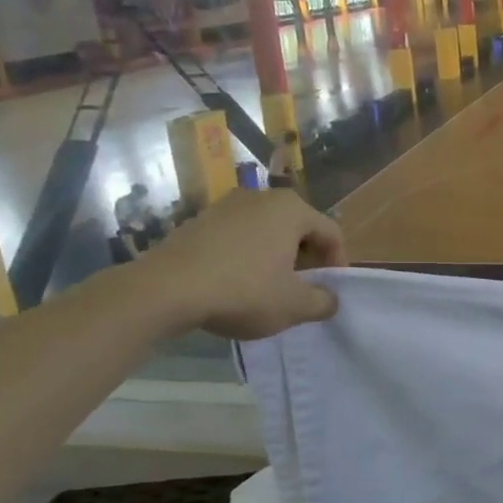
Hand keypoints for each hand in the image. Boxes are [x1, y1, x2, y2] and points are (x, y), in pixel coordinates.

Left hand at [136, 188, 346, 338]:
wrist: (165, 289)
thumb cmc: (243, 291)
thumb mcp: (294, 305)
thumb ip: (323, 301)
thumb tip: (330, 299)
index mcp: (292, 209)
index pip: (331, 232)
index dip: (337, 263)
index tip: (330, 291)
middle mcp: (261, 197)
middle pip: (298, 228)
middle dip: (306, 260)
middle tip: (302, 291)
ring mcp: (226, 206)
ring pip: (267, 232)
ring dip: (276, 258)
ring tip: (269, 289)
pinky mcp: (199, 221)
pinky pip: (238, 237)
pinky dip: (246, 257)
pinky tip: (236, 284)